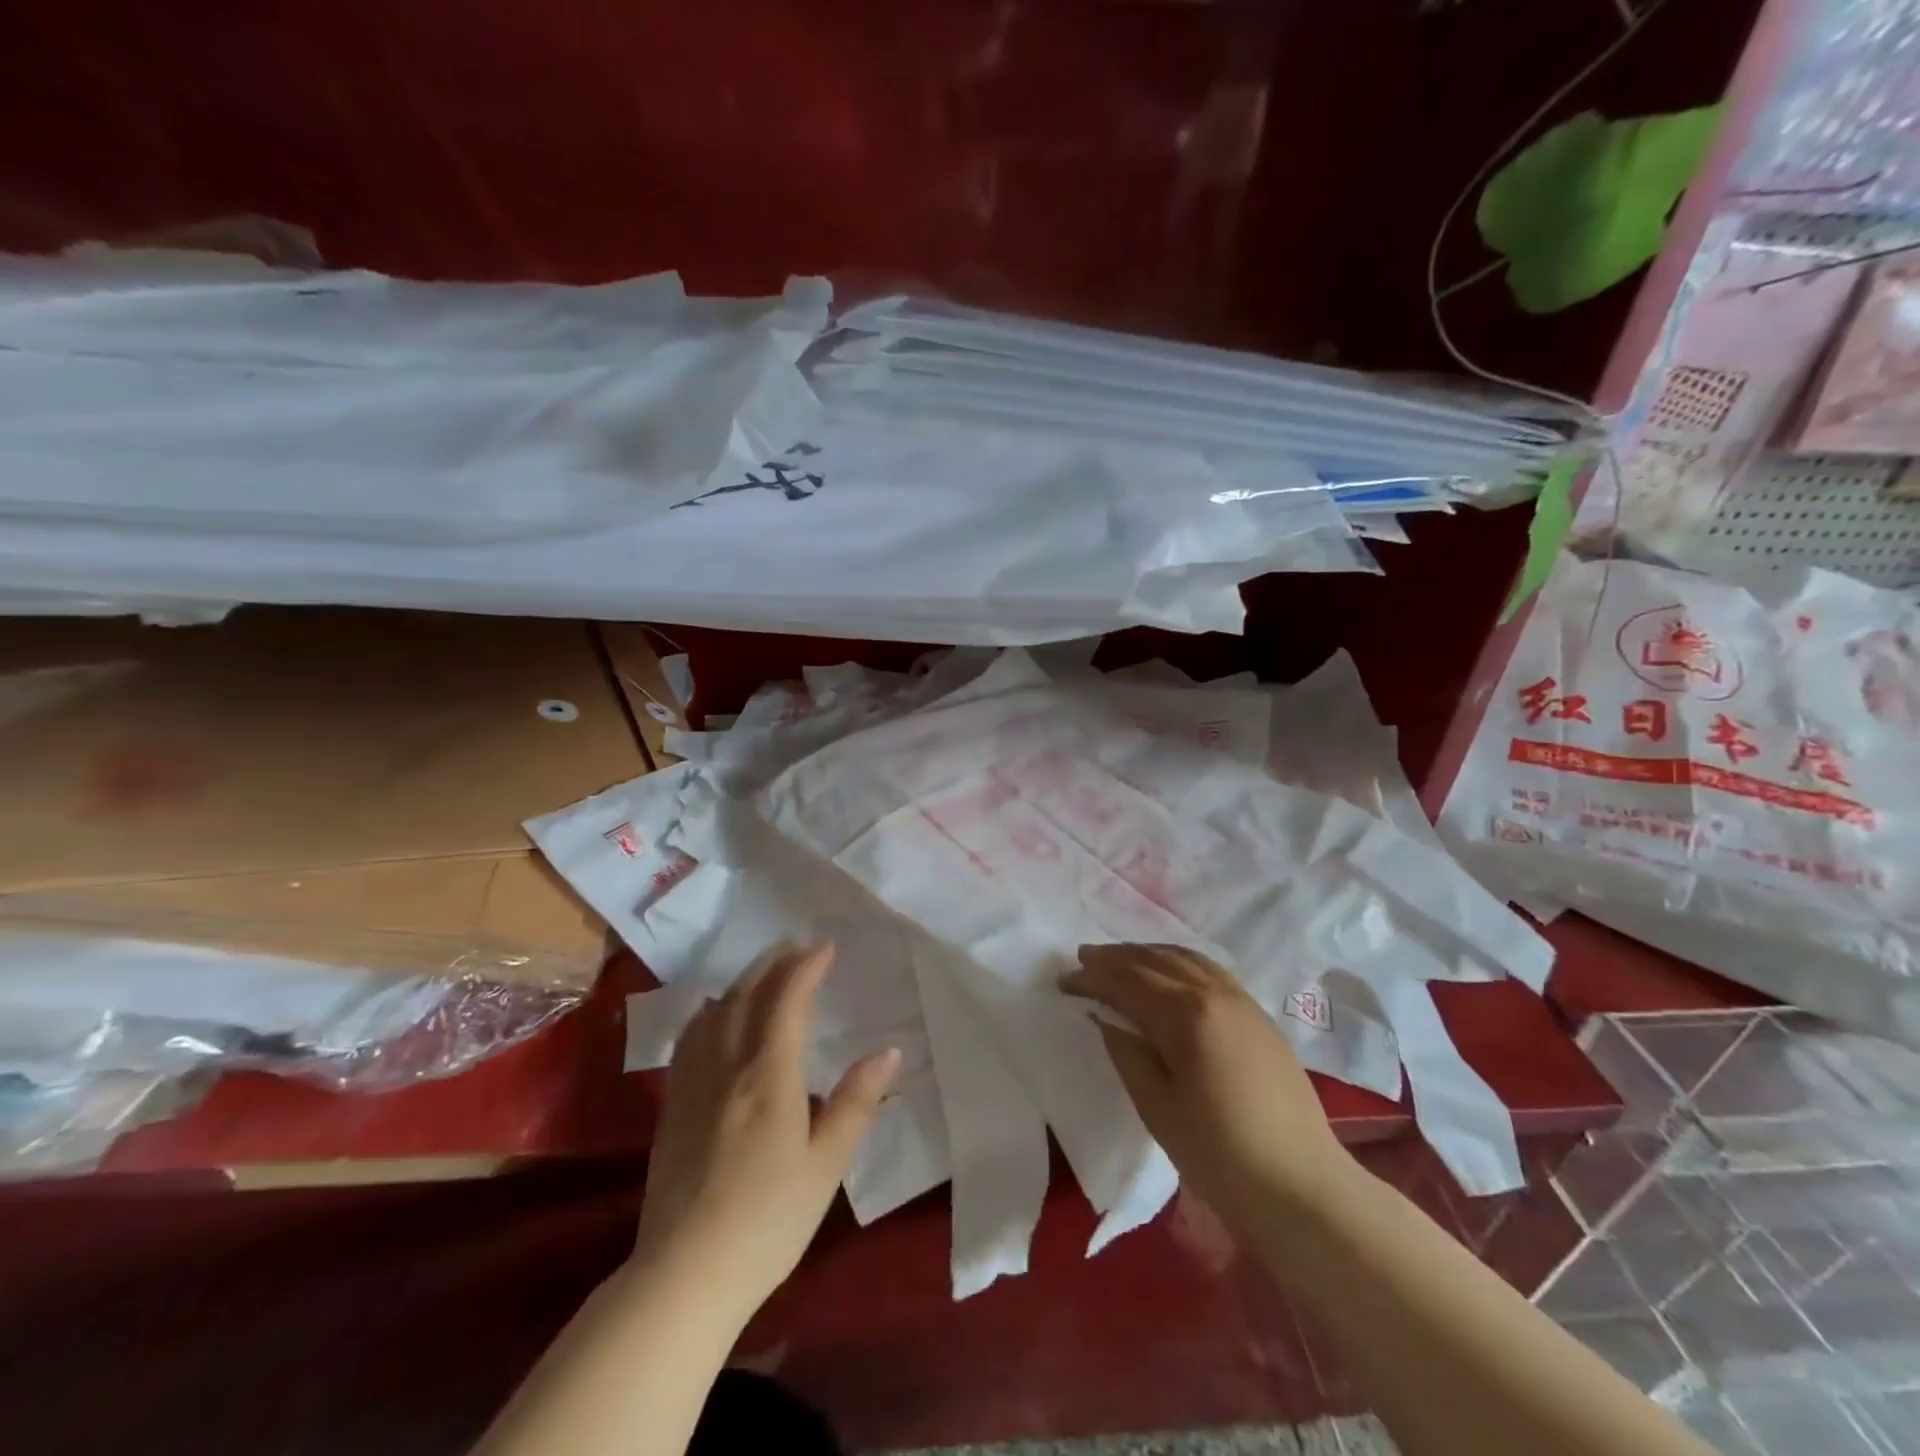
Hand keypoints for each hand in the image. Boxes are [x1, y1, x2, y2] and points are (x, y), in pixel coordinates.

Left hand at [633, 943, 899, 1320]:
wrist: (683, 1275)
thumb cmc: (768, 1221)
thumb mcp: (825, 1166)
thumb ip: (856, 1103)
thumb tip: (889, 1052)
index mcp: (769, 1076)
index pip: (787, 1001)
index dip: (806, 968)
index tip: (826, 947)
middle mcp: (728, 1066)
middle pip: (749, 995)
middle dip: (775, 964)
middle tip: (798, 948)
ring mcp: (693, 1083)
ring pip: (717, 1011)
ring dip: (744, 981)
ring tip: (765, 972)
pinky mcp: (672, 1105)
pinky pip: (690, 1037)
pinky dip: (709, 1011)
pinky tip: (714, 1014)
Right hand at [1062, 944, 1353, 1224]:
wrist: (1302, 1187)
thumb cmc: (1220, 1154)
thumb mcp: (1157, 1107)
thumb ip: (1127, 1053)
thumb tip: (1105, 1018)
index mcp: (1187, 1014)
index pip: (1128, 982)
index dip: (1092, 978)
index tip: (1063, 981)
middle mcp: (1215, 993)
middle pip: (1155, 961)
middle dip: (1115, 958)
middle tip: (1082, 959)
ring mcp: (1242, 1001)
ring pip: (1185, 958)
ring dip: (1147, 954)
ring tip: (1119, 959)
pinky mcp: (1258, 1015)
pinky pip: (1209, 971)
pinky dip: (1178, 963)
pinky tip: (1167, 974)